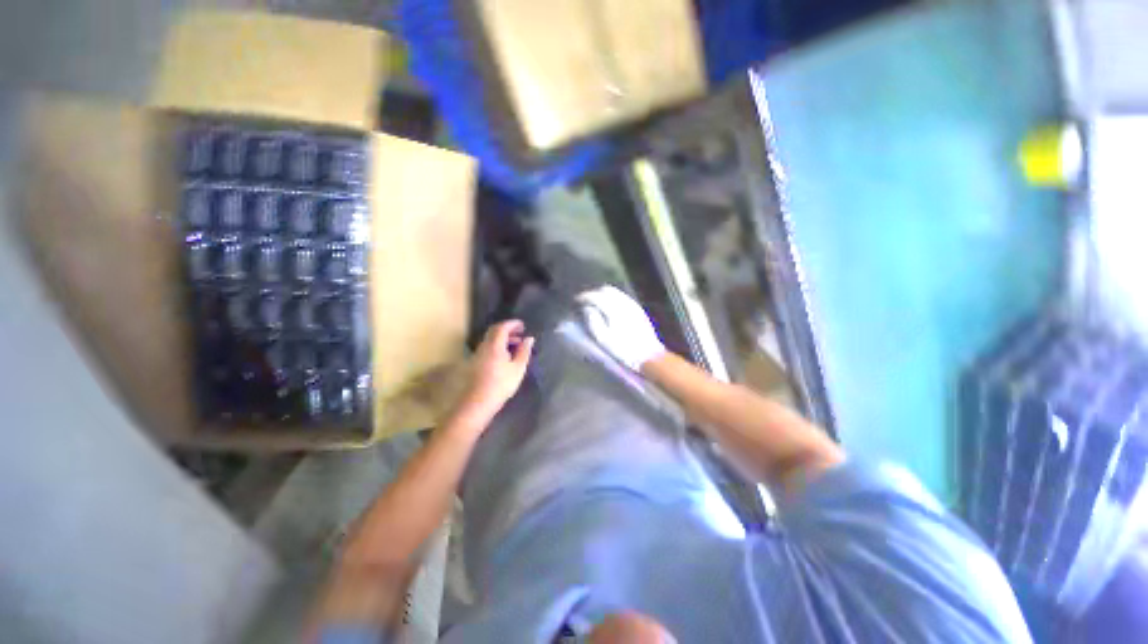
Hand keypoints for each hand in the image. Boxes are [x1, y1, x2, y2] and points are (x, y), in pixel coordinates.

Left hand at [459, 320, 534, 423]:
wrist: (478, 403)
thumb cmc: (501, 385)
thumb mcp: (518, 368)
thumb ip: (524, 352)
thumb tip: (529, 339)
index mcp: (494, 345)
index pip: (502, 327)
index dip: (512, 324)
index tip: (523, 325)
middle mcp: (484, 347)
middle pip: (494, 331)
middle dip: (507, 330)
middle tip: (520, 333)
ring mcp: (478, 355)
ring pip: (490, 340)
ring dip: (503, 339)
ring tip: (516, 346)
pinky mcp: (476, 363)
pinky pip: (488, 348)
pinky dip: (498, 346)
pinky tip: (506, 357)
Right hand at [576, 285, 665, 371]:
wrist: (649, 355)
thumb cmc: (623, 350)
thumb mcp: (603, 339)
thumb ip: (593, 321)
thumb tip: (588, 309)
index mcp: (614, 310)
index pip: (596, 296)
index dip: (584, 297)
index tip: (577, 301)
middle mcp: (625, 303)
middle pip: (606, 290)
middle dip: (594, 293)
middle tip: (586, 302)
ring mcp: (634, 305)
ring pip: (616, 292)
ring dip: (604, 295)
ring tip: (596, 304)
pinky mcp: (639, 309)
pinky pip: (623, 297)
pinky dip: (614, 298)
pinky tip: (610, 307)